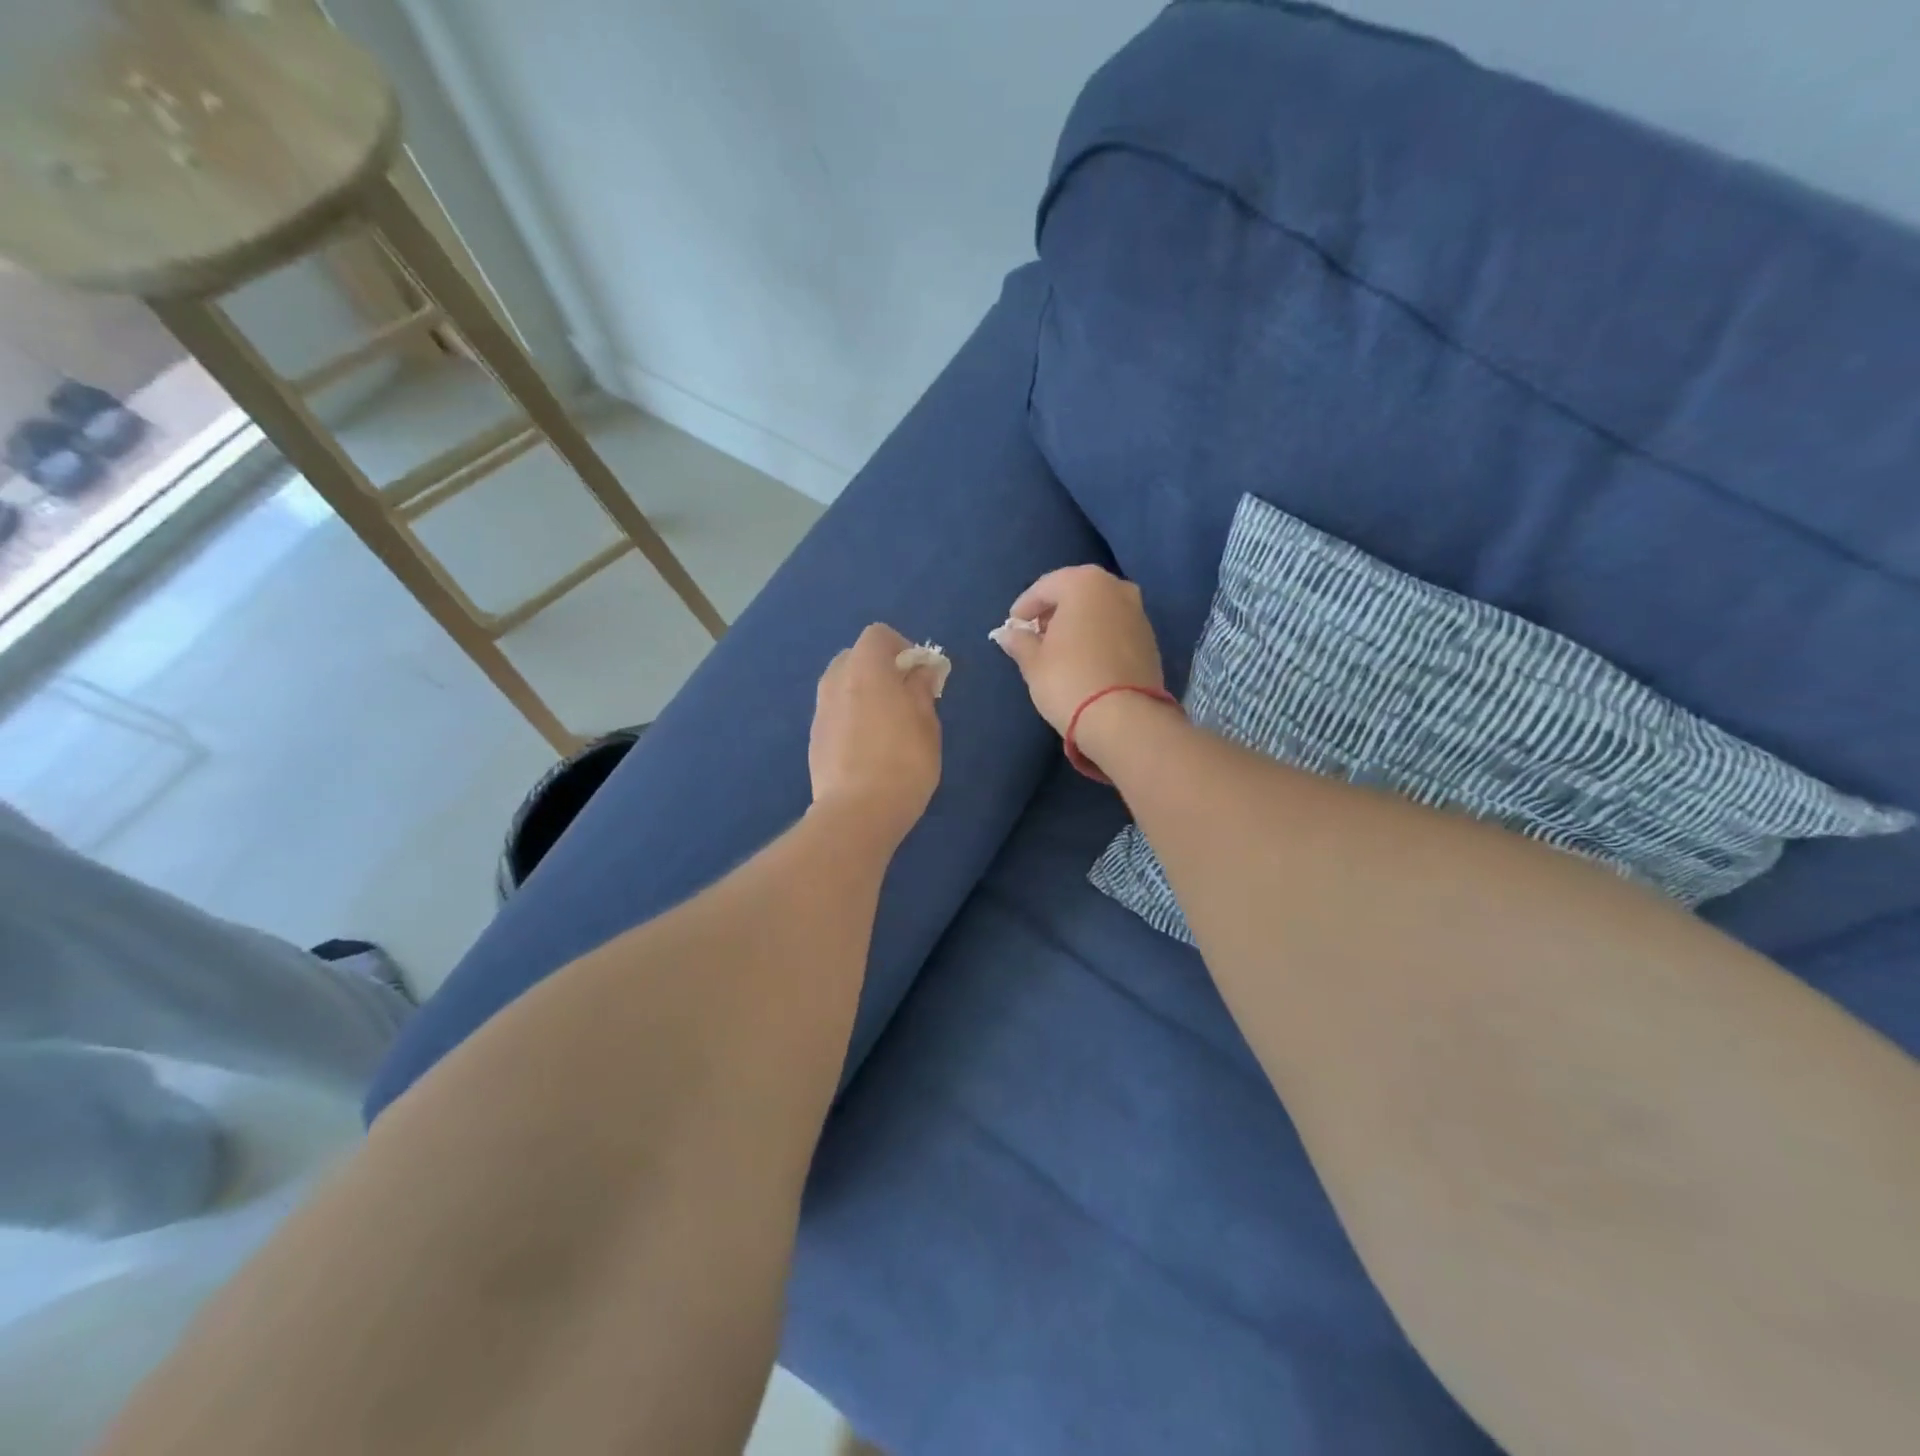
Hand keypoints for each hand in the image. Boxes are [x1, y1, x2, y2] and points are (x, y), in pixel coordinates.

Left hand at [809, 623, 942, 844]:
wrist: (857, 813)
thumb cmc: (903, 762)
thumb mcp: (926, 723)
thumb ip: (921, 689)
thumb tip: (920, 671)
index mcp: (865, 669)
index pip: (877, 635)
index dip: (901, 646)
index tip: (920, 673)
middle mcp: (835, 681)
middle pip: (855, 656)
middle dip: (880, 667)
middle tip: (905, 696)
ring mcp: (820, 711)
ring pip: (842, 685)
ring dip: (864, 692)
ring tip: (888, 723)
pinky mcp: (814, 738)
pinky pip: (835, 712)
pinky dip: (851, 715)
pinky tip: (869, 747)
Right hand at [989, 565, 1164, 735]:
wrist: (1124, 719)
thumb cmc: (1069, 680)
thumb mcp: (1033, 662)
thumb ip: (1020, 642)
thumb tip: (1009, 634)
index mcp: (1084, 583)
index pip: (1044, 587)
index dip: (1024, 608)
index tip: (1013, 628)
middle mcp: (1116, 588)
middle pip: (1075, 593)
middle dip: (1053, 612)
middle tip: (1036, 636)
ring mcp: (1138, 612)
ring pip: (1098, 610)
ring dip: (1078, 624)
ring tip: (1060, 650)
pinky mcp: (1150, 639)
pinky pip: (1115, 628)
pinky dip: (1098, 637)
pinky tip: (1085, 660)